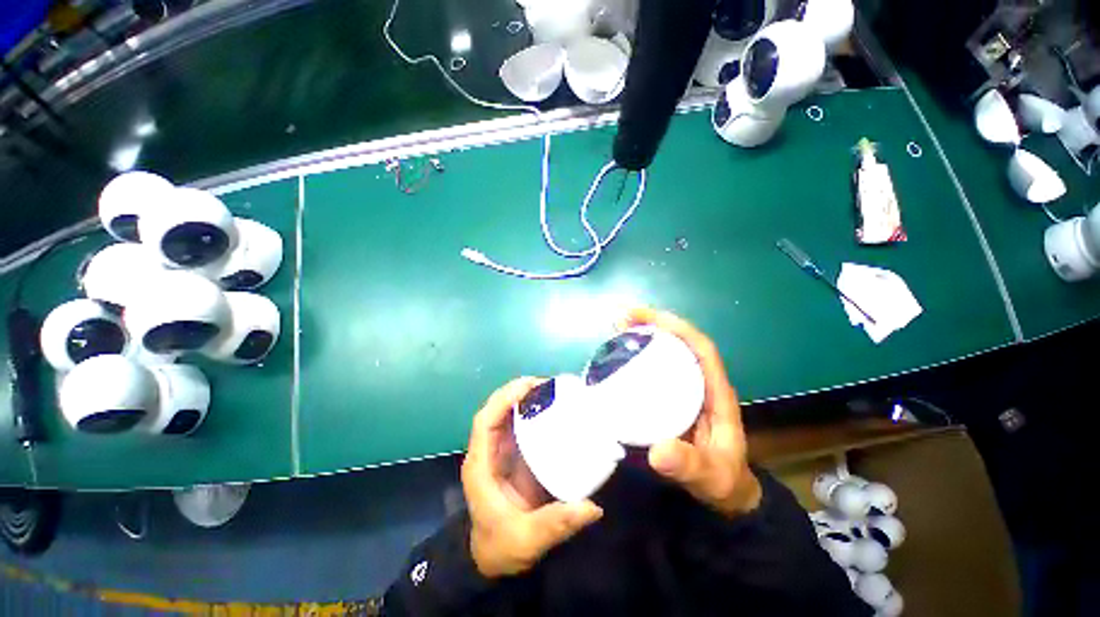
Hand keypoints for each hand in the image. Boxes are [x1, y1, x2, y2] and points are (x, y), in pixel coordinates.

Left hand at [462, 378, 603, 578]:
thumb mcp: (527, 538)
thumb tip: (592, 507)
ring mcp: (505, 465)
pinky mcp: (520, 473)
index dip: (503, 400)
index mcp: (481, 469)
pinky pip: (530, 442)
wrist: (495, 564)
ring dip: (534, 409)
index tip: (531, 385)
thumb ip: (555, 524)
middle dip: (524, 397)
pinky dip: (545, 429)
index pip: (485, 423)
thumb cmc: (501, 548)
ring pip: (515, 426)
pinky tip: (569, 424)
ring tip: (567, 397)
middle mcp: (490, 460)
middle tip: (559, 386)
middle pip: (500, 417)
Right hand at [620, 307, 761, 518]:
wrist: (728, 497)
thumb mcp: (708, 476)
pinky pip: (660, 382)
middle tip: (618, 322)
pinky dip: (641, 371)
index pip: (701, 350)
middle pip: (683, 348)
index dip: (676, 328)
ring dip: (646, 345)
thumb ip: (687, 466)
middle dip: (655, 329)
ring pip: (671, 362)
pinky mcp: (678, 412)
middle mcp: (705, 390)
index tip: (643, 318)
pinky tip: (618, 375)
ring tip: (614, 338)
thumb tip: (656, 450)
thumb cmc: (723, 482)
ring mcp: (691, 400)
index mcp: (718, 395)